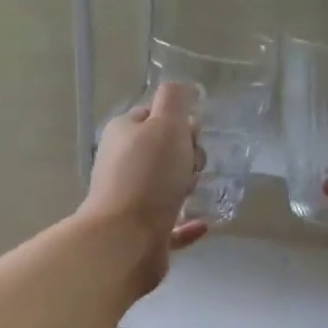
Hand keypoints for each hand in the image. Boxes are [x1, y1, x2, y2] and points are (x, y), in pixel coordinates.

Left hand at [82, 80, 208, 294]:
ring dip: (188, 186)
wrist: (126, 239)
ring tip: (196, 191)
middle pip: (164, 151)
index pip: (153, 115)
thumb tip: (185, 88)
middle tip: (192, 167)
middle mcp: (122, 164)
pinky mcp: (144, 233)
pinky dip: (190, 223)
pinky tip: (204, 223)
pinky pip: (173, 224)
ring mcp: (131, 201)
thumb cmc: (148, 175)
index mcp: (123, 134)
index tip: (194, 134)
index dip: (179, 121)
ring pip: (167, 187)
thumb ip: (175, 100)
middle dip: (187, 156)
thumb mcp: (165, 124)